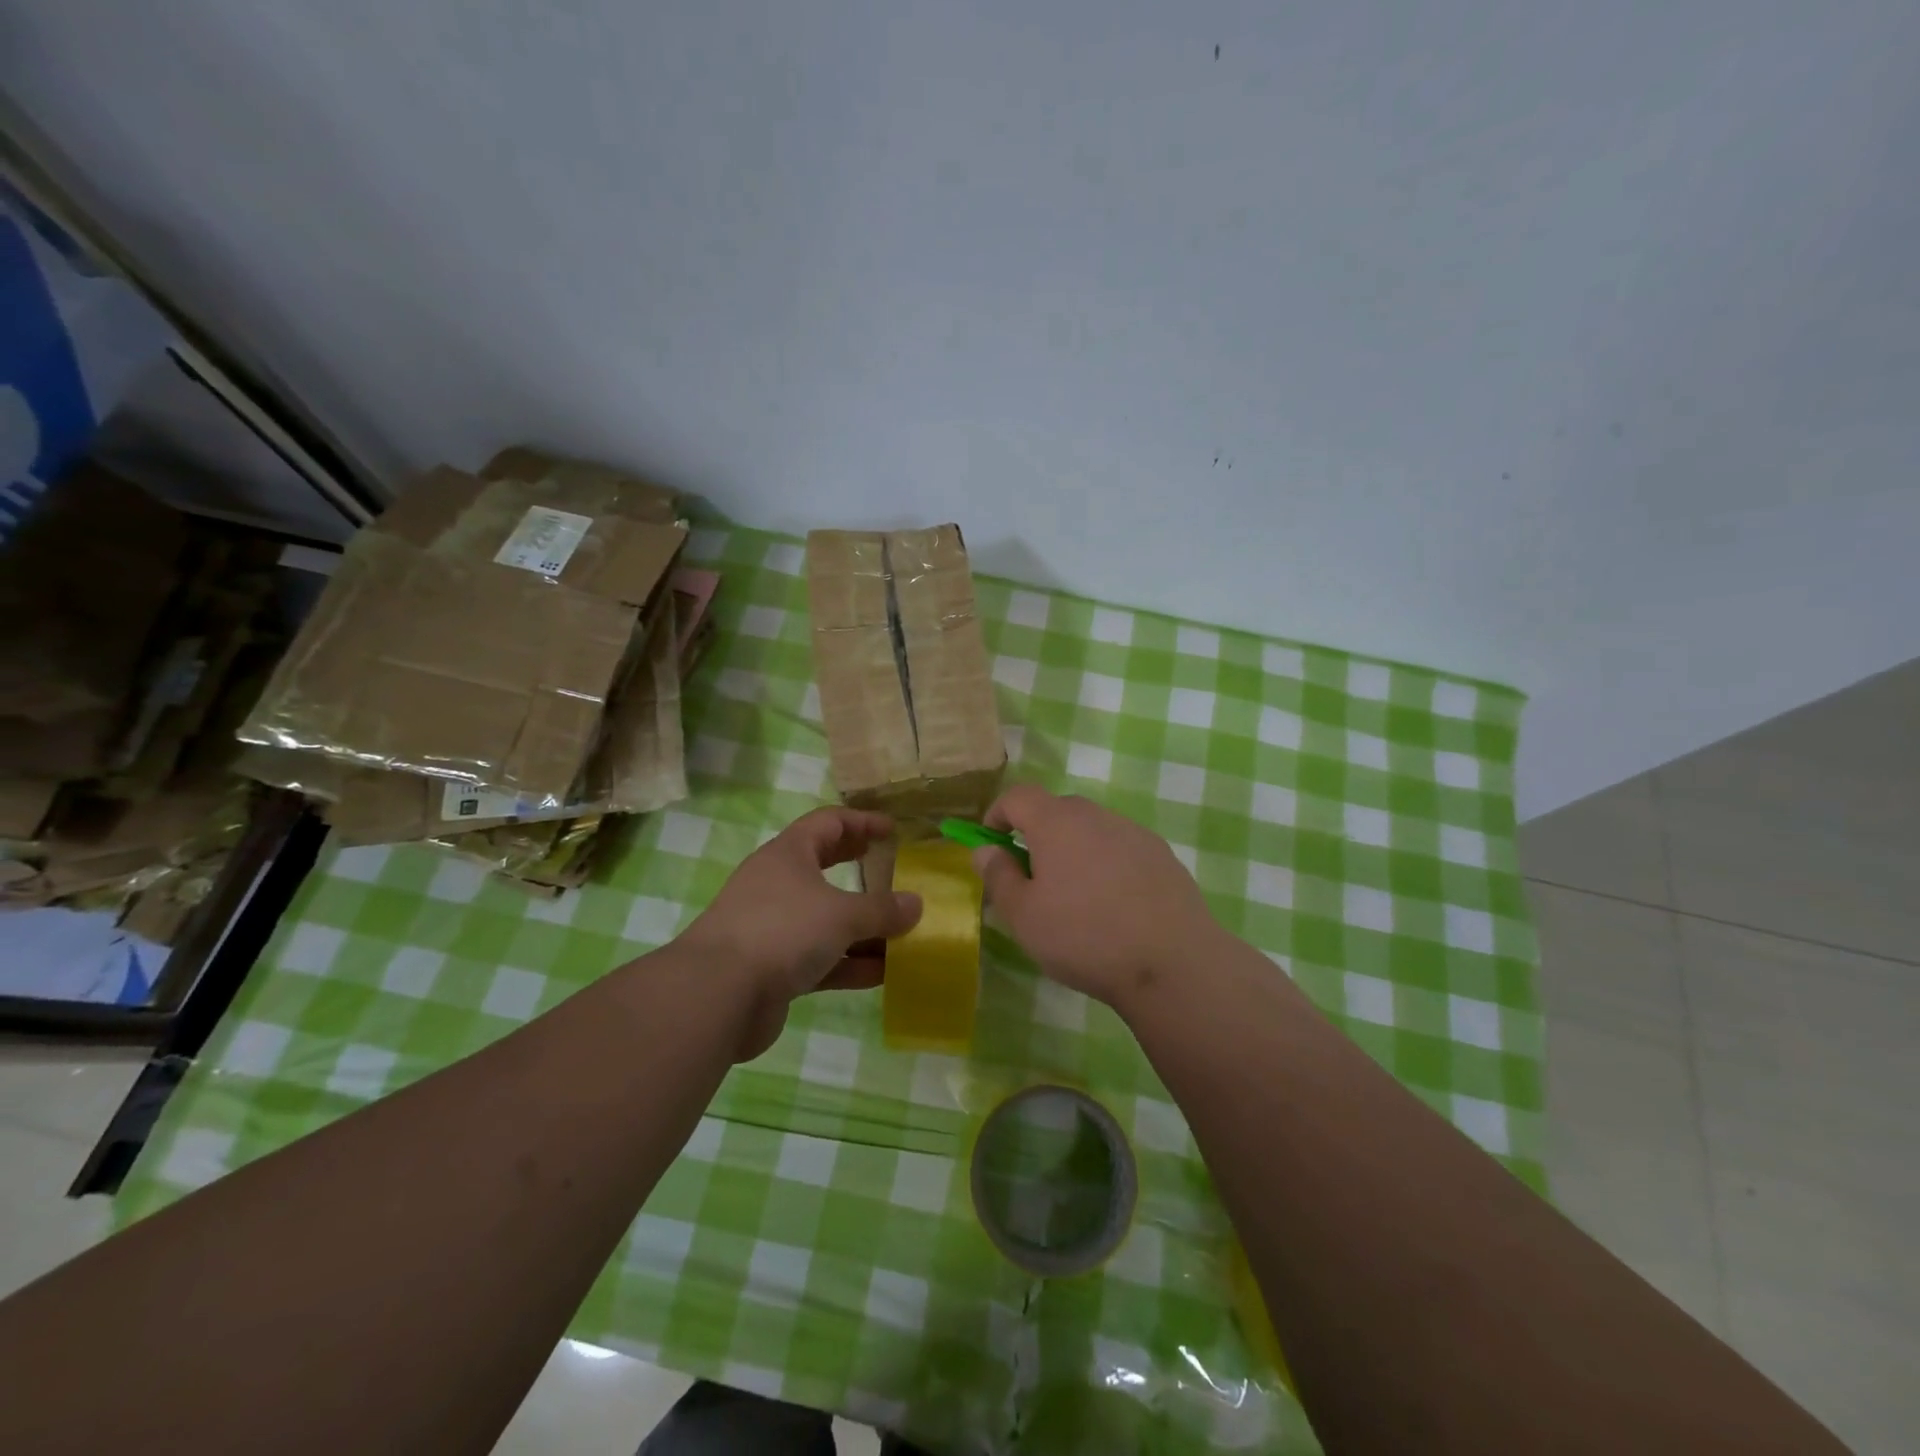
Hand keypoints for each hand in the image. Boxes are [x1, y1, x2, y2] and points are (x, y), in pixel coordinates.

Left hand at [681, 807, 921, 1058]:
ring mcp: (774, 928)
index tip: (893, 831)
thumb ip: (882, 910)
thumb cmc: (783, 931)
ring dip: (862, 926)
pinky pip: (821, 958)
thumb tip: (916, 904)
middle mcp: (778, 885)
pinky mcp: (774, 968)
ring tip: (902, 932)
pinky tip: (882, 973)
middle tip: (893, 871)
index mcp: (788, 855)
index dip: (862, 822)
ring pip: (826, 919)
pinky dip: (850, 963)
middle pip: (824, 867)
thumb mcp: (841, 914)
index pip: (828, 822)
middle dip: (860, 869)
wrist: (718, 995)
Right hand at [972, 785, 1222, 1011]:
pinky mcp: (1162, 855)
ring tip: (1075, 897)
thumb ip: (998, 876)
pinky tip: (1114, 906)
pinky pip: (1121, 849)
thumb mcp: (1023, 916)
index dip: (998, 813)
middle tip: (1032, 877)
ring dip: (1074, 849)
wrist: (1172, 963)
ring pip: (1092, 830)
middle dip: (1037, 834)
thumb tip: (986, 849)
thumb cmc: (1084, 936)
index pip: (1018, 796)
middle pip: (1057, 810)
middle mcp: (1096, 815)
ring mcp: (1134, 833)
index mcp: (1057, 822)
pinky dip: (1107, 864)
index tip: (991, 842)